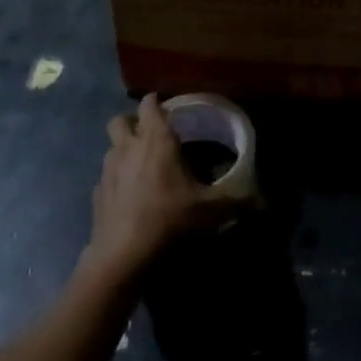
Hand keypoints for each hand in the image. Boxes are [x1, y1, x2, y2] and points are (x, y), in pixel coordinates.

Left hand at [83, 95, 244, 280]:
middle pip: (121, 120)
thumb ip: (237, 201)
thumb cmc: (169, 220)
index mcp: (155, 140)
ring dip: (123, 151)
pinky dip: (116, 181)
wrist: (123, 257)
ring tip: (141, 167)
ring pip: (111, 148)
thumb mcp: (210, 211)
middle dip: (133, 123)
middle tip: (150, 136)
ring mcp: (107, 171)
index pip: (150, 104)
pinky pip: (105, 178)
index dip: (157, 103)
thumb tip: (263, 202)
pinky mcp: (97, 196)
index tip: (169, 110)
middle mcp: (127, 147)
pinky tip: (129, 198)